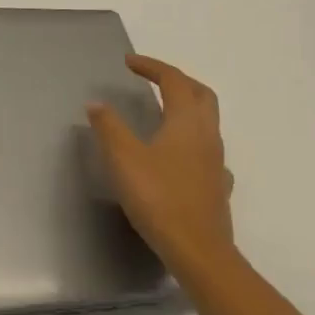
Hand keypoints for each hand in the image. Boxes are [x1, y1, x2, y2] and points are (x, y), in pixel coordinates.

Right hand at [87, 54, 236, 273]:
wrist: (199, 252)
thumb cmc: (159, 198)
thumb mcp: (123, 158)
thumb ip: (109, 127)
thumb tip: (96, 103)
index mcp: (186, 121)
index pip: (173, 80)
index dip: (151, 66)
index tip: (129, 62)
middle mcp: (207, 136)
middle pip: (201, 95)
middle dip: (178, 81)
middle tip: (153, 79)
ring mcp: (217, 163)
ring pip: (208, 123)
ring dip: (186, 108)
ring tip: (162, 113)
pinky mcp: (218, 187)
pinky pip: (209, 153)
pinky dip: (192, 142)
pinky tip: (180, 157)